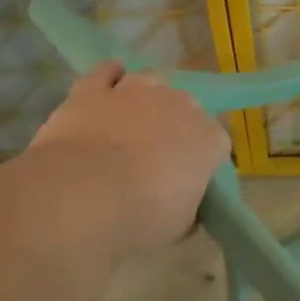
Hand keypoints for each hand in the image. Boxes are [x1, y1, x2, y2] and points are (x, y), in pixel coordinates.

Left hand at [26, 63, 231, 255]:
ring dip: (147, 97)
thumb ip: (189, 210)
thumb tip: (187, 207)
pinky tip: (109, 83)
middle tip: (159, 153)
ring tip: (135, 119)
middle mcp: (179, 105)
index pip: (217, 142)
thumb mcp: (180, 227)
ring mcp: (134, 92)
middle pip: (186, 107)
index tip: (190, 178)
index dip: (203, 159)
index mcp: (209, 139)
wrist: (82, 196)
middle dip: (176, 126)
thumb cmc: (141, 217)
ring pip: (150, 81)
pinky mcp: (92, 90)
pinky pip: (105, 73)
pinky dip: (109, 76)